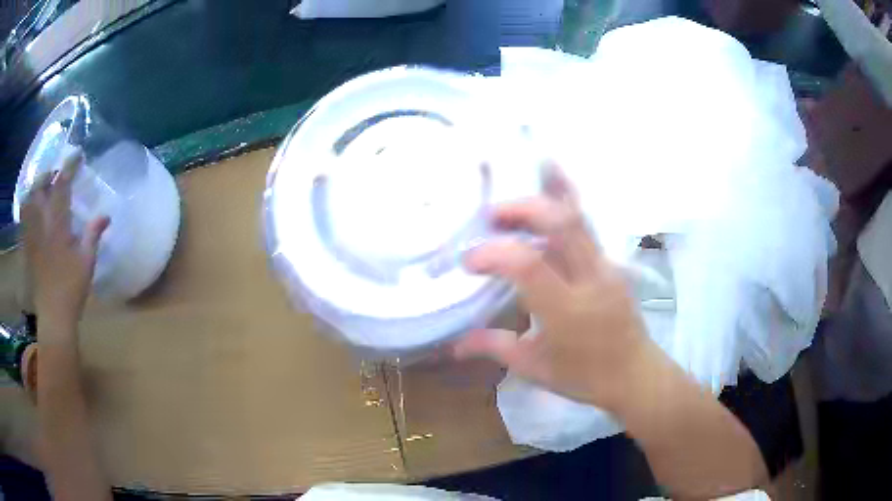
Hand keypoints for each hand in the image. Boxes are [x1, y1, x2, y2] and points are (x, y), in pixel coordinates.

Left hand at [22, 154, 109, 333]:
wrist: (53, 315)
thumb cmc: (72, 289)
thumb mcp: (87, 263)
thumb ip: (93, 235)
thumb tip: (106, 215)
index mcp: (58, 226)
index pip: (61, 187)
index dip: (69, 167)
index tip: (76, 155)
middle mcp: (42, 225)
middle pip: (39, 189)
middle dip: (47, 174)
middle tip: (55, 172)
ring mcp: (32, 236)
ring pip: (28, 202)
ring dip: (34, 189)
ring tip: (41, 187)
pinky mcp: (27, 247)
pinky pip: (24, 220)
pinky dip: (27, 208)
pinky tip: (31, 209)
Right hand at [454, 166, 650, 409]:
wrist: (634, 374)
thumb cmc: (584, 377)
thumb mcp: (534, 367)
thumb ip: (494, 347)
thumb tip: (454, 344)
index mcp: (567, 311)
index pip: (529, 265)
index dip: (495, 254)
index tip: (469, 262)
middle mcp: (590, 279)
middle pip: (562, 223)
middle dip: (522, 209)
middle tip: (491, 216)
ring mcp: (606, 266)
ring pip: (578, 217)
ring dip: (544, 198)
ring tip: (515, 195)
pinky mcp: (611, 262)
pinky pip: (586, 225)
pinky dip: (565, 202)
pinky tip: (553, 183)